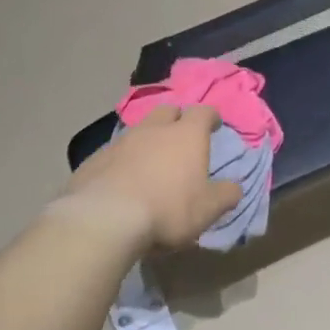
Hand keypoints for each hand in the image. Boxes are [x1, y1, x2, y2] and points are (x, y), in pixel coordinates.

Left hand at [63, 105, 241, 252]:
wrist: (106, 218)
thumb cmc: (168, 209)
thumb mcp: (208, 209)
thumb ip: (226, 195)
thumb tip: (234, 187)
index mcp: (186, 135)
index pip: (203, 112)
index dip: (210, 117)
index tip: (214, 124)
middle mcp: (153, 129)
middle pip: (168, 111)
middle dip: (177, 120)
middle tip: (181, 137)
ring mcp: (121, 141)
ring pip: (139, 130)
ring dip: (148, 140)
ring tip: (151, 162)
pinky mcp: (95, 158)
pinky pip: (115, 152)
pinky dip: (123, 160)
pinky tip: (122, 180)